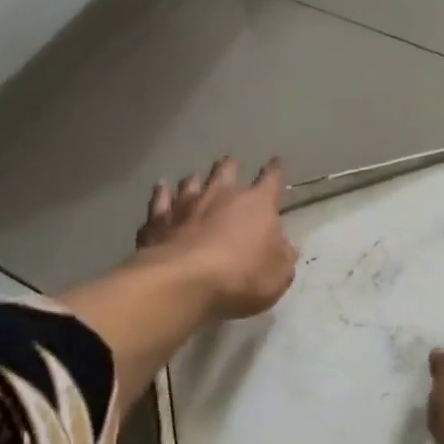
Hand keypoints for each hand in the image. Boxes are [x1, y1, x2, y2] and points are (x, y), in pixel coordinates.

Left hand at [136, 157, 297, 318]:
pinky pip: (160, 201)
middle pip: (226, 171)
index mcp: (257, 204)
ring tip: (195, 177)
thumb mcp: (279, 273)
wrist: (185, 281)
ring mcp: (186, 205)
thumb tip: (284, 246)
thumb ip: (283, 256)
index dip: (276, 170)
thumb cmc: (243, 275)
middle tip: (231, 162)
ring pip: (191, 182)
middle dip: (230, 166)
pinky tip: (160, 188)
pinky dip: (161, 194)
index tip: (278, 162)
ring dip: (195, 179)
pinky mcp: (158, 221)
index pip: (271, 179)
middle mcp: (221, 195)